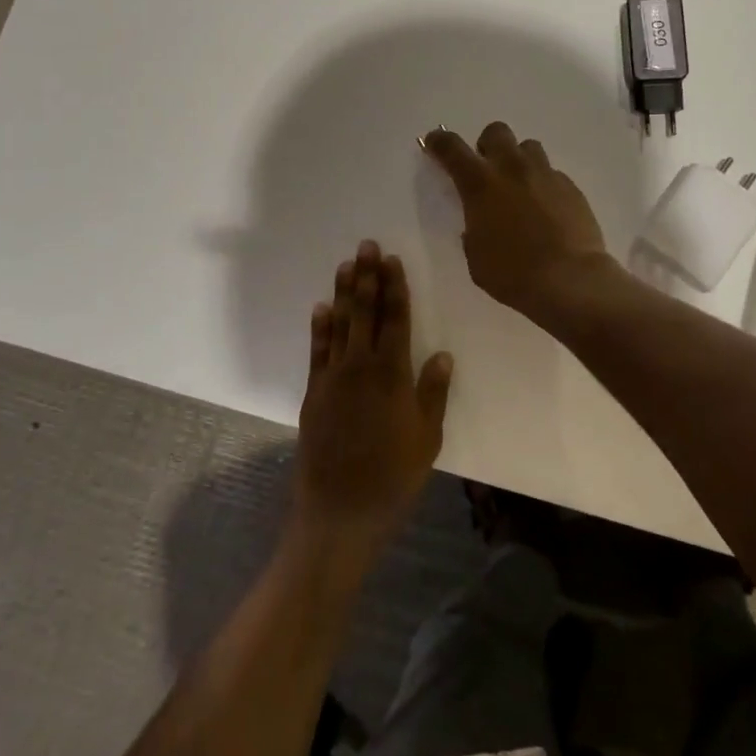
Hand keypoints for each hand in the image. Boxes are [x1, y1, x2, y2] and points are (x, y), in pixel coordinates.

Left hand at [292, 241, 454, 569]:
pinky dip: (319, 327)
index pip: (395, 319)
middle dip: (367, 277)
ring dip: (343, 293)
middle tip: (366, 246)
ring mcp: (332, 378)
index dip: (394, 288)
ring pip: (339, 325)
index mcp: (392, 374)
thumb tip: (442, 354)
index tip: (392, 260)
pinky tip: (321, 308)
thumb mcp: (427, 437)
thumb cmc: (394, 475)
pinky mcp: (313, 393)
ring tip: (346, 265)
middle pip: (365, 313)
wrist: (340, 509)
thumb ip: (433, 393)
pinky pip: (317, 351)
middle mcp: (360, 367)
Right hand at [423, 121, 620, 326]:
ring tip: (519, 186)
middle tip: (487, 169)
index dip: (439, 141)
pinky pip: (552, 173)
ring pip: (528, 147)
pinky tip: (546, 208)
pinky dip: (543, 184)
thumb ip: (473, 229)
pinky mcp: (571, 187)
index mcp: (480, 184)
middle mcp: (512, 169)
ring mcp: (545, 174)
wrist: (569, 280)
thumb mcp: (476, 256)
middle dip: (487, 145)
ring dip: (518, 160)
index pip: (452, 148)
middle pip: (496, 132)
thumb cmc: (512, 274)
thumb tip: (480, 221)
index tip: (434, 142)